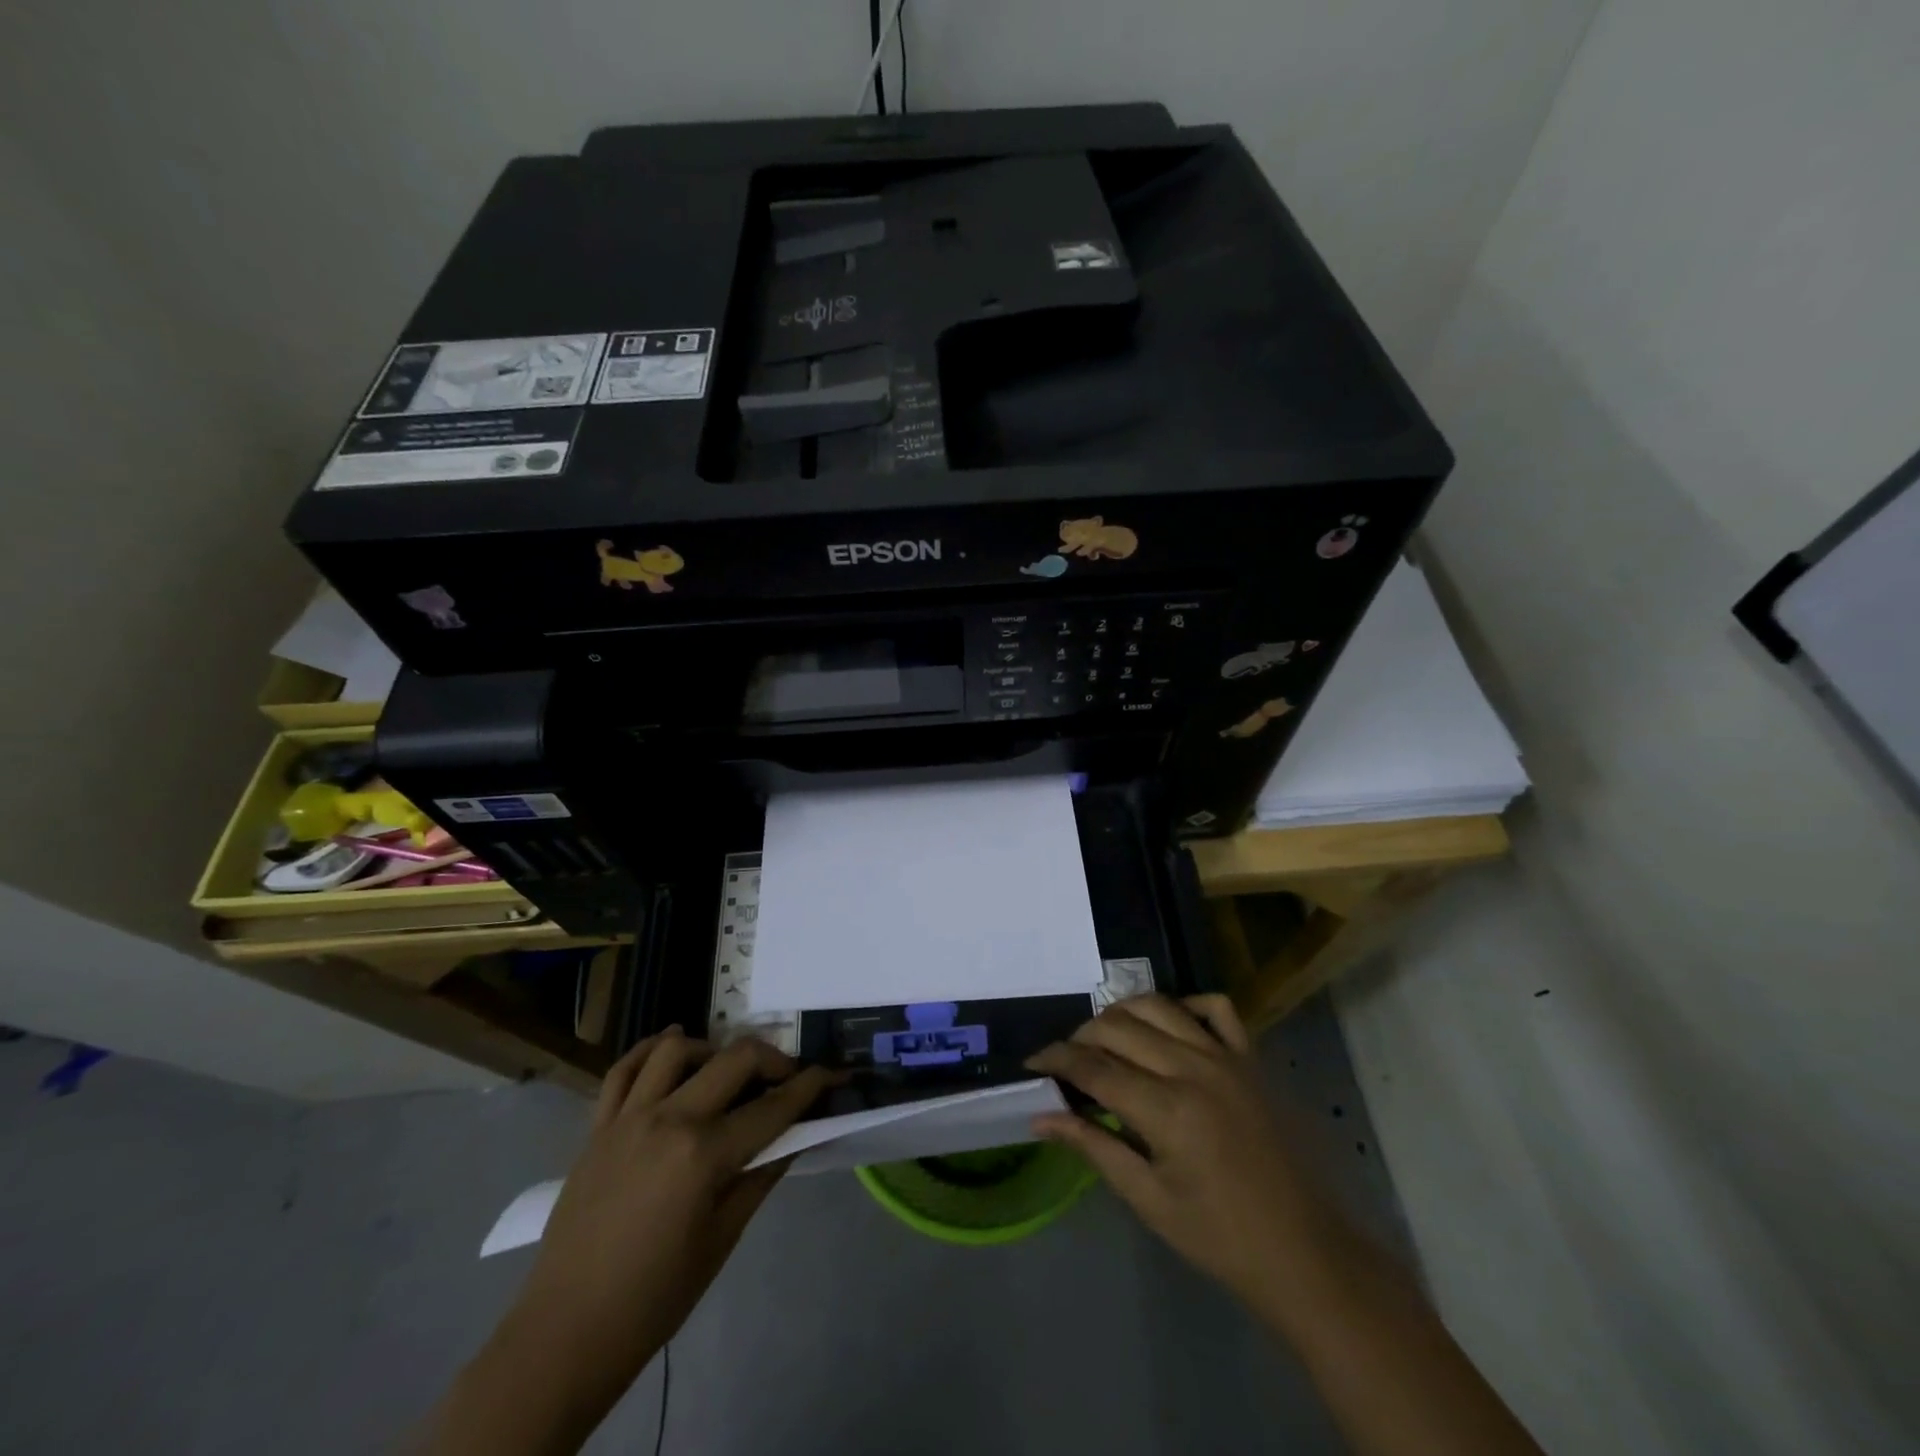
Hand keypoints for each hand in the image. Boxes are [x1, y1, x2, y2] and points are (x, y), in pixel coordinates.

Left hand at [421, 1030, 834, 1455]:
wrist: (567, 1333)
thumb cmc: (656, 1296)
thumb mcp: (724, 1237)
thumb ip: (763, 1175)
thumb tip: (800, 1133)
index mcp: (703, 1155)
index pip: (773, 1107)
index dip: (812, 1086)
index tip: (835, 1073)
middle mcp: (668, 1120)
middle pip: (734, 1060)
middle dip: (773, 1058)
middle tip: (789, 1076)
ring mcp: (627, 1117)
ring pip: (676, 1048)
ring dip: (712, 1048)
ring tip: (726, 1070)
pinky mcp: (597, 1126)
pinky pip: (623, 1068)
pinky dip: (651, 1049)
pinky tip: (672, 1049)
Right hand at [1027, 994, 1333, 1304]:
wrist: (1306, 1254)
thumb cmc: (1219, 1238)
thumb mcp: (1148, 1199)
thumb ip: (1093, 1147)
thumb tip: (1040, 1118)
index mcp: (1167, 1110)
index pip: (1093, 1066)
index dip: (1055, 1058)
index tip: (1032, 1062)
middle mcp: (1194, 1068)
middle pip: (1118, 1027)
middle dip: (1082, 1036)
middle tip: (1068, 1061)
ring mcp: (1227, 1057)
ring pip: (1158, 1006)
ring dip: (1122, 1014)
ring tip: (1106, 1038)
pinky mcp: (1252, 1058)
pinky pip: (1215, 1008)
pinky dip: (1184, 1005)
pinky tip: (1168, 1026)